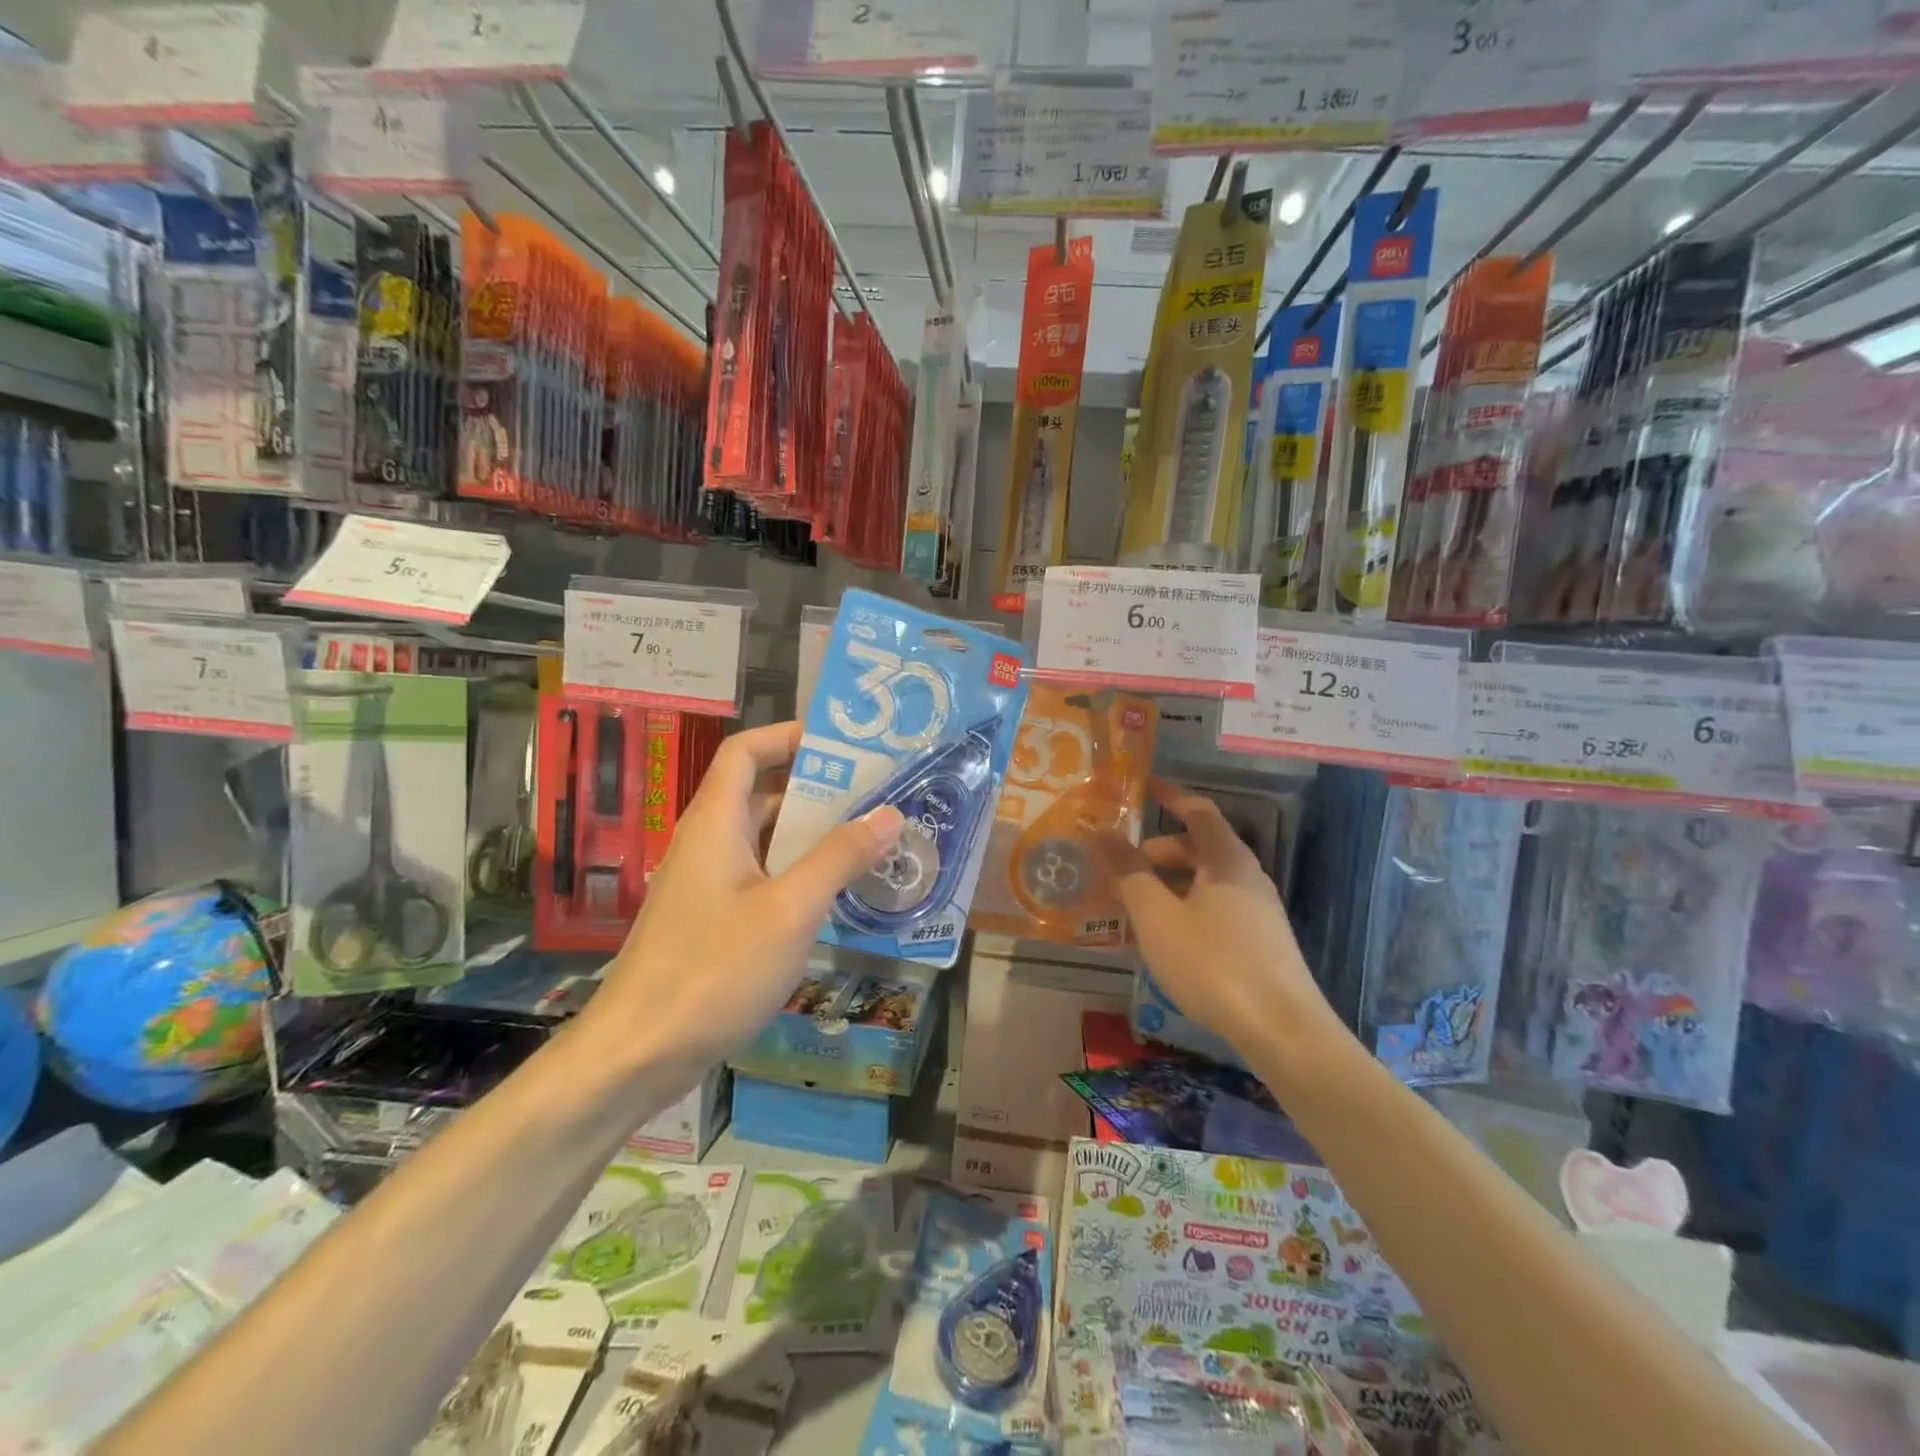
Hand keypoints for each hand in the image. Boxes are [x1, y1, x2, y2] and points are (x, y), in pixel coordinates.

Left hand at [583, 721, 903, 1072]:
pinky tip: (837, 894)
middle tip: (877, 793)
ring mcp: (707, 883)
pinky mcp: (711, 919)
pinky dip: (798, 872)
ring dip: (813, 834)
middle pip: (762, 792)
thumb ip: (840, 857)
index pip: (746, 751)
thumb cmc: (714, 970)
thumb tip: (889, 814)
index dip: (788, 736)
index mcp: (716, 822)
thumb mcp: (791, 909)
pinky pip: (761, 876)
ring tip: (870, 838)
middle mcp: (708, 842)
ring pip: (765, 839)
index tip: (842, 743)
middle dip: (818, 787)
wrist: (637, 1054)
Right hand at [1098, 781, 1341, 1062]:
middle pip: (1200, 847)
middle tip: (1120, 866)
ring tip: (1134, 906)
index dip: (1170, 796)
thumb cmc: (1213, 963)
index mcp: (1227, 859)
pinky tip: (1167, 938)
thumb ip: (1128, 872)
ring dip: (1169, 883)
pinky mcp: (1262, 942)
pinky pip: (1216, 907)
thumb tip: (1102, 832)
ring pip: (1206, 881)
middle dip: (1157, 851)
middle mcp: (1248, 876)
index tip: (1142, 788)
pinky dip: (1186, 907)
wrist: (1283, 1031)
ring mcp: (1259, 911)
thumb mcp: (1157, 917)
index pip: (1198, 810)